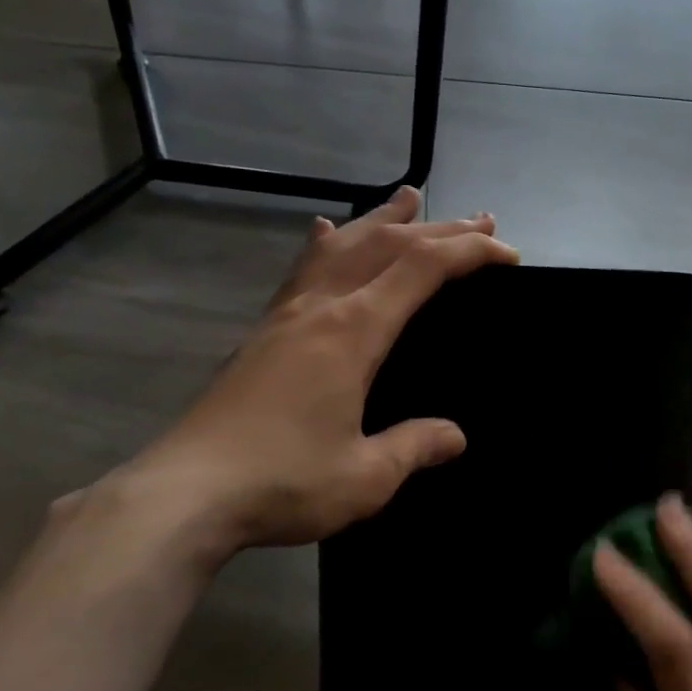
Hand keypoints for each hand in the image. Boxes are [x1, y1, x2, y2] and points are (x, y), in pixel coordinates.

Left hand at [103, 187, 516, 558]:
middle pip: (387, 246)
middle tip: (479, 220)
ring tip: (409, 198)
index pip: (422, 270)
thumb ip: (413, 447)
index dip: (469, 253)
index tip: (506, 253)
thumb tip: (454, 436)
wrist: (185, 492)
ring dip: (382, 220)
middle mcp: (321, 307)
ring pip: (342, 246)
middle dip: (439, 230)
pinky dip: (325, 244)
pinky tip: (324, 233)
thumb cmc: (283, 482)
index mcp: (354, 332)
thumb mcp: (365, 476)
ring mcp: (286, 315)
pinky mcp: (262, 332)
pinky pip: (302, 270)